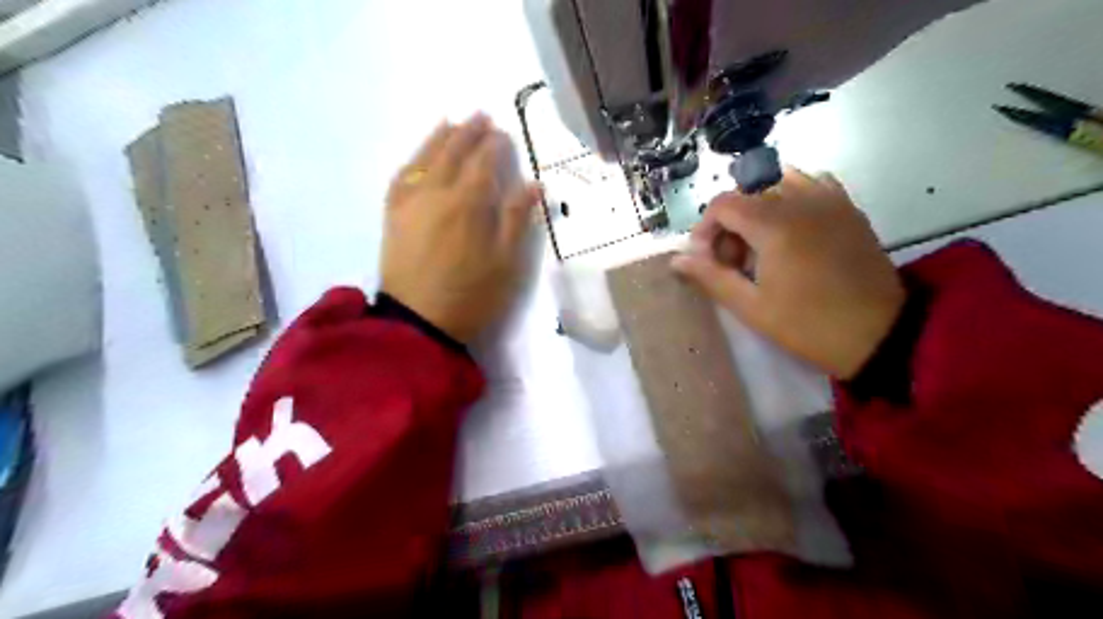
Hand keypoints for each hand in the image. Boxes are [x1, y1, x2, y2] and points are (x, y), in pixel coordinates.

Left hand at [382, 112, 542, 343]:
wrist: (418, 323)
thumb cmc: (471, 296)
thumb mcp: (506, 263)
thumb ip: (517, 219)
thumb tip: (533, 184)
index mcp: (467, 204)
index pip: (483, 163)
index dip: (494, 146)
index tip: (503, 134)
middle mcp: (435, 193)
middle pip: (453, 152)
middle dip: (468, 132)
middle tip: (481, 116)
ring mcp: (409, 202)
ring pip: (424, 158)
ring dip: (439, 137)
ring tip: (451, 123)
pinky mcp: (392, 216)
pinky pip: (401, 176)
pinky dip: (412, 159)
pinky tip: (419, 156)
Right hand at [673, 170, 905, 380]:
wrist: (881, 333)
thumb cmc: (809, 325)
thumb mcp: (751, 307)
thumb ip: (711, 277)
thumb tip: (677, 260)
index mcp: (774, 224)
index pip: (723, 204)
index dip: (705, 230)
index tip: (707, 260)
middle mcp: (801, 200)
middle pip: (747, 193)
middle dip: (731, 225)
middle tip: (736, 263)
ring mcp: (829, 199)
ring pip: (777, 183)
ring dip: (758, 209)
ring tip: (762, 245)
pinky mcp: (848, 207)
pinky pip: (811, 184)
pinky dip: (791, 199)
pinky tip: (792, 230)